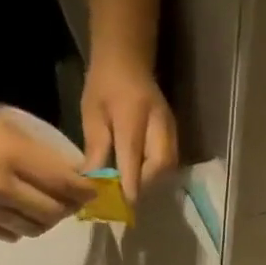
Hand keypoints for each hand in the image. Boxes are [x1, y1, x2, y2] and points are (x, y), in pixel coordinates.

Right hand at [0, 94, 94, 239]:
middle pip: (51, 211)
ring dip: (48, 221)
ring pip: (34, 228)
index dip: (82, 190)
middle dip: (68, 208)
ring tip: (50, 209)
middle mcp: (1, 187)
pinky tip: (24, 215)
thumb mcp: (10, 129)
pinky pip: (11, 234)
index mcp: (12, 156)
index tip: (93, 191)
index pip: (60, 181)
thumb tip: (73, 175)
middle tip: (73, 202)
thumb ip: (41, 155)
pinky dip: (24, 228)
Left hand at [80, 55, 177, 202]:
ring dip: (151, 182)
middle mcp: (158, 122)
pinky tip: (140, 177)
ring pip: (168, 165)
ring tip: (131, 188)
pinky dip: (156, 174)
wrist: (127, 59)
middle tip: (124, 196)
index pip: (134, 156)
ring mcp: (170, 127)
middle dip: (144, 185)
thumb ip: (96, 149)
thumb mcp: (92, 114)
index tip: (122, 205)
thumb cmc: (104, 85)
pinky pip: (169, 161)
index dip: (129, 184)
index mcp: (133, 114)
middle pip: (160, 164)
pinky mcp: (174, 132)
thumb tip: (94, 183)